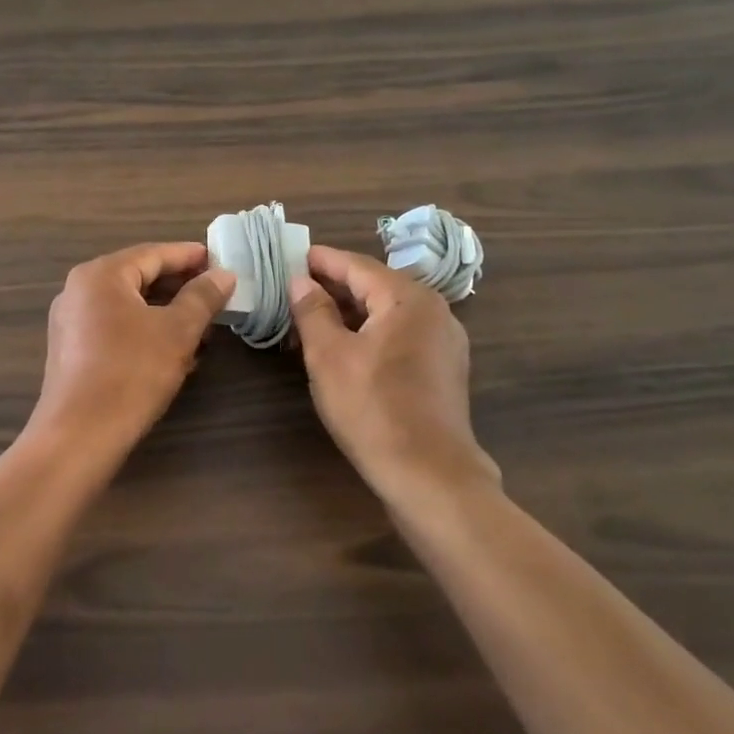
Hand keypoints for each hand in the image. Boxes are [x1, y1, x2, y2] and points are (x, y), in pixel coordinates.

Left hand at [28, 242, 235, 461]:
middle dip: (180, 287)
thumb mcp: (177, 331)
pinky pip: (115, 328)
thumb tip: (223, 275)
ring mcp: (71, 322)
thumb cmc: (131, 372)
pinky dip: (146, 332)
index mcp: (101, 275)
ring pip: (128, 306)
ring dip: (166, 314)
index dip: (190, 256)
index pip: (153, 254)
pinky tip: (174, 353)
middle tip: (216, 295)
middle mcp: (79, 290)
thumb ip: (202, 297)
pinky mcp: (72, 351)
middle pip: (138, 277)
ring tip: (203, 329)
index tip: (221, 261)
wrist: (79, 435)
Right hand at [287, 245, 498, 506]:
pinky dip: (370, 332)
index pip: (356, 265)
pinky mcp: (443, 369)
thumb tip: (301, 281)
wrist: (429, 476)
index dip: (320, 261)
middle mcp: (433, 310)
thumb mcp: (329, 356)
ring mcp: (443, 341)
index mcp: (408, 298)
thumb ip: (312, 311)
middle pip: (374, 285)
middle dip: (332, 287)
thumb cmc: (373, 408)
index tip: (289, 257)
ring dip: (349, 312)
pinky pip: (400, 334)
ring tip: (310, 320)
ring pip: (387, 312)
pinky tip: (343, 347)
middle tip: (292, 290)